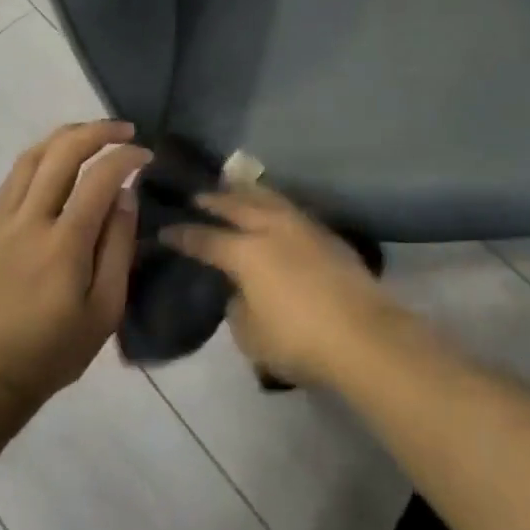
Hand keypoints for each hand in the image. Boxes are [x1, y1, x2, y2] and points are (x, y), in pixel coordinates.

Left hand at [0, 121, 151, 410]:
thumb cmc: (55, 350)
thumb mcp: (105, 310)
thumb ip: (118, 247)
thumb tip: (125, 196)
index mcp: (64, 243)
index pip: (99, 178)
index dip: (126, 158)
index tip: (147, 157)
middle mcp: (30, 221)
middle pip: (62, 152)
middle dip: (98, 132)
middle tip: (125, 131)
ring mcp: (3, 222)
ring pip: (32, 156)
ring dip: (66, 136)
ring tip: (94, 135)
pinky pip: (14, 177)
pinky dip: (41, 156)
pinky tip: (58, 160)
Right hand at [165, 186, 395, 387]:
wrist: (362, 334)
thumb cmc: (299, 340)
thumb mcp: (251, 336)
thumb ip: (238, 307)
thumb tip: (241, 291)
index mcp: (246, 252)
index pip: (206, 239)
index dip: (183, 235)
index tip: (166, 230)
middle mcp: (272, 229)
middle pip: (237, 206)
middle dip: (214, 200)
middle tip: (198, 196)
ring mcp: (303, 227)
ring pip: (269, 199)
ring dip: (247, 193)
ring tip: (235, 189)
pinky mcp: (327, 234)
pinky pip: (291, 209)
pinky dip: (274, 204)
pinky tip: (274, 209)